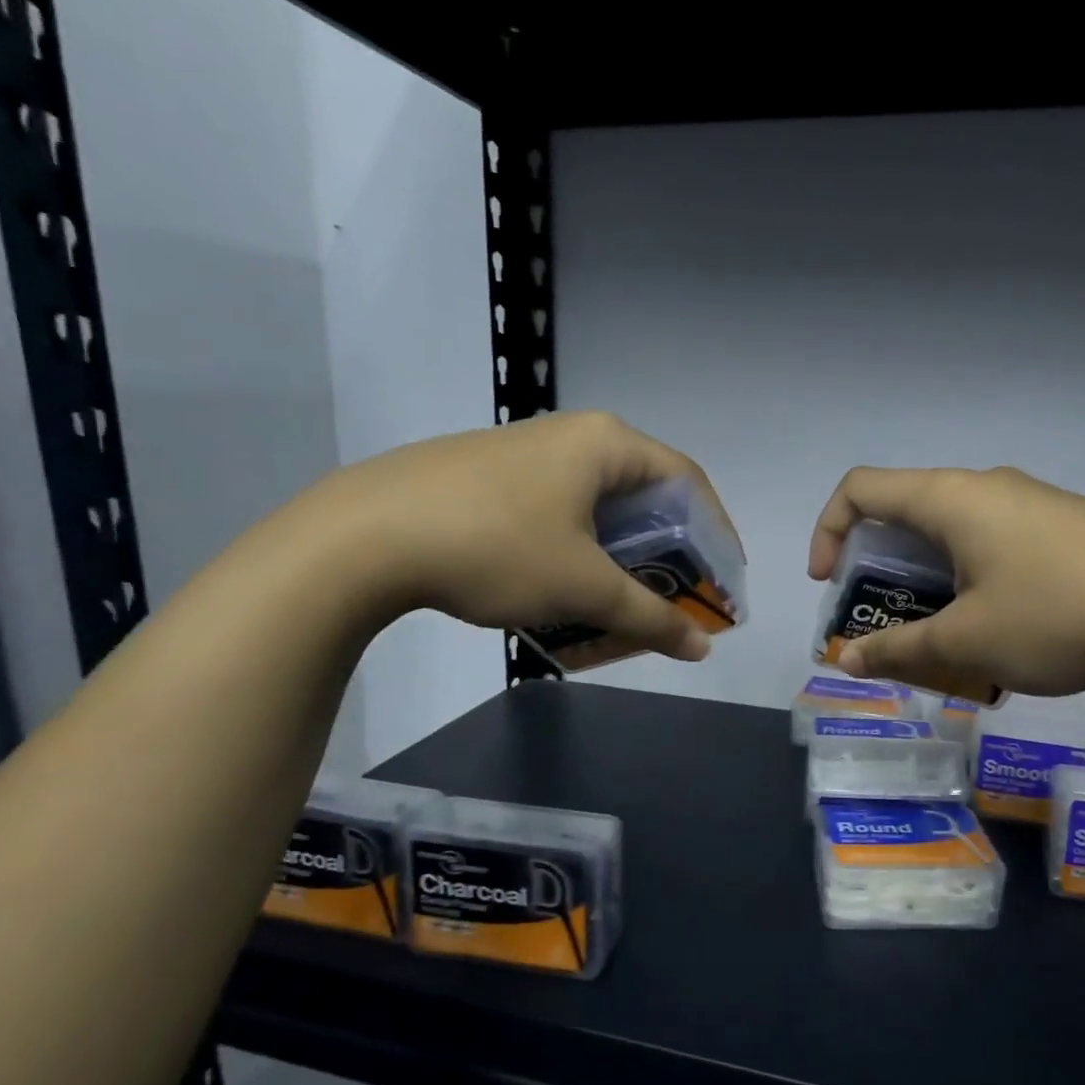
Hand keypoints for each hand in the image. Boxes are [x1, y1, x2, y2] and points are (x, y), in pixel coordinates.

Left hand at [310, 411, 736, 661]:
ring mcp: (524, 452)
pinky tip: (561, 586)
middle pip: (643, 494)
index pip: (687, 482)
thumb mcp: (582, 588)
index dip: (716, 532)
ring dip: (619, 555)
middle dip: (666, 551)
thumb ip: (649, 617)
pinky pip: (557, 510)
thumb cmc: (495, 547)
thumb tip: (701, 649)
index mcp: (606, 443)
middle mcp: (571, 435)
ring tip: (621, 600)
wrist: (361, 536)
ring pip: (596, 506)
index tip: (723, 579)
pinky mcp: (487, 475)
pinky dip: (577, 549)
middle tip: (674, 597)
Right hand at [807, 466, 1084, 696]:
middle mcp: (988, 486)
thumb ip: (899, 651)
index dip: (829, 531)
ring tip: (945, 634)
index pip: (861, 488)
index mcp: (950, 498)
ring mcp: (1034, 502)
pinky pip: (997, 541)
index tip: (831, 585)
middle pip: (907, 510)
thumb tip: (848, 663)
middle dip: (880, 566)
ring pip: (956, 530)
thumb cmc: (1053, 616)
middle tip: (887, 619)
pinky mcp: (1069, 525)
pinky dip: (973, 577)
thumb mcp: (965, 643)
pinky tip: (1004, 628)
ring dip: (930, 578)